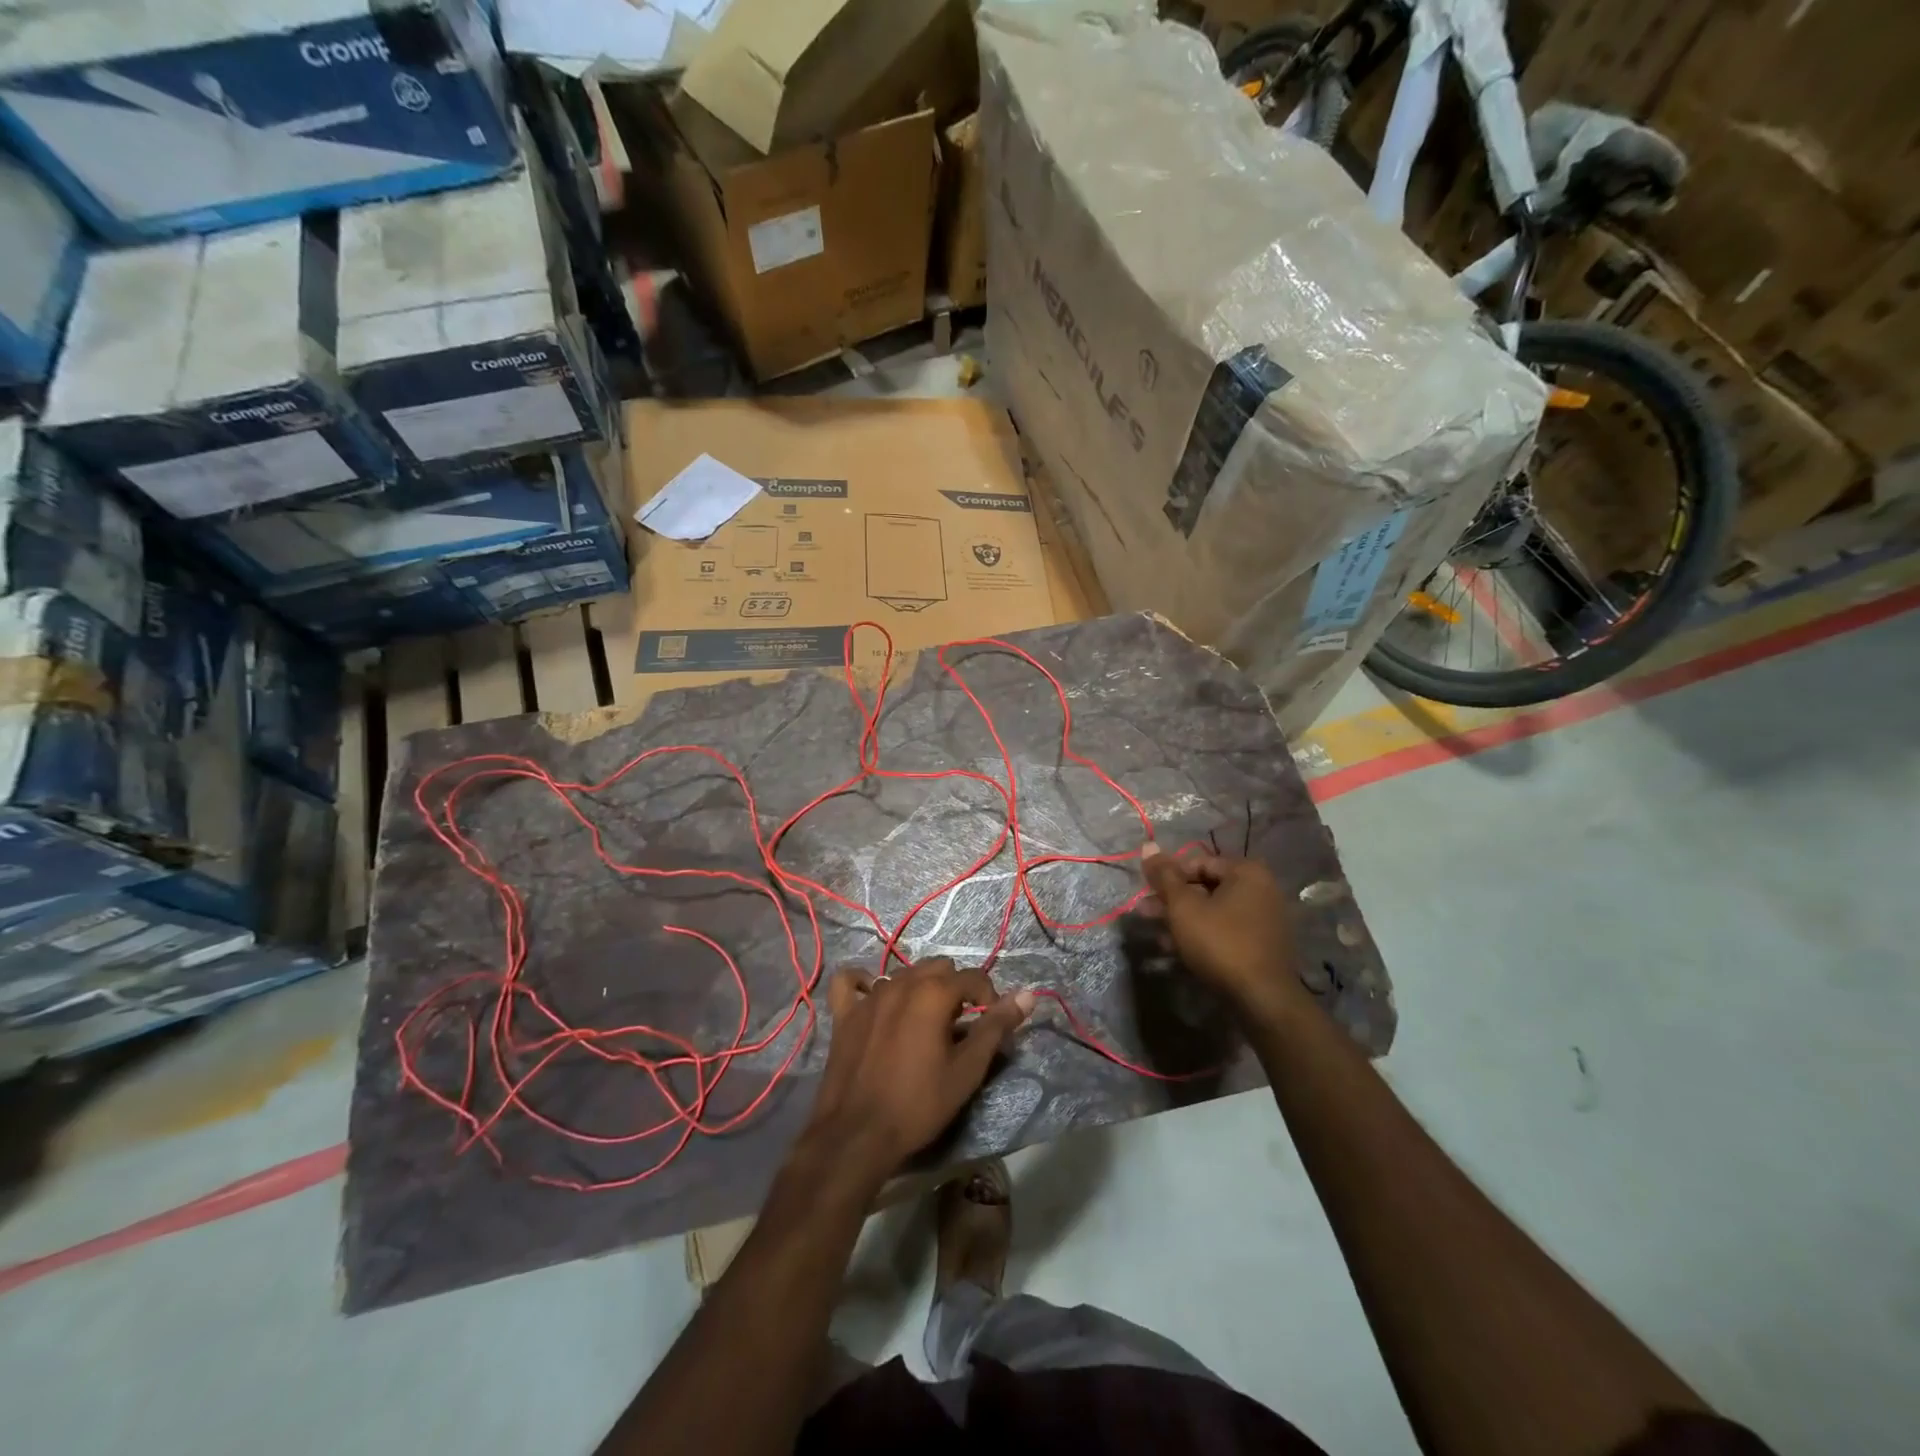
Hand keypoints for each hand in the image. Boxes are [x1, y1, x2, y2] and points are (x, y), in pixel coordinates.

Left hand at [802, 958, 1035, 1184]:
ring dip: (920, 989)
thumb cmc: (919, 1104)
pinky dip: (863, 983)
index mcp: (932, 993)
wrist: (858, 1135)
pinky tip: (873, 997)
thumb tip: (1027, 994)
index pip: (973, 977)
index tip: (992, 1025)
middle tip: (960, 1026)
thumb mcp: (966, 1070)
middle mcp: (900, 983)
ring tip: (926, 1024)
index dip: (989, 998)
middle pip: (938, 968)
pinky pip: (851, 983)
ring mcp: (869, 996)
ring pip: (902, 974)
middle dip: (956, 989)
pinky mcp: (844, 1014)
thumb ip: (996, 1027)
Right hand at [1140, 844, 1305, 1023]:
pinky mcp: (1259, 945)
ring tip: (1154, 931)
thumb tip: (1148, 846)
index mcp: (1246, 872)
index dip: (1168, 875)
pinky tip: (1174, 948)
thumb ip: (1164, 876)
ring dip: (1181, 918)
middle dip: (1171, 899)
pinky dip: (1200, 934)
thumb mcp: (1183, 906)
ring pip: (1212, 911)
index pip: (1198, 862)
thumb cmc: (1220, 941)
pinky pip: (1224, 930)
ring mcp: (1262, 919)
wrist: (1261, 998)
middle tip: (1143, 911)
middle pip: (1205, 886)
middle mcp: (1260, 889)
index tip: (1146, 891)